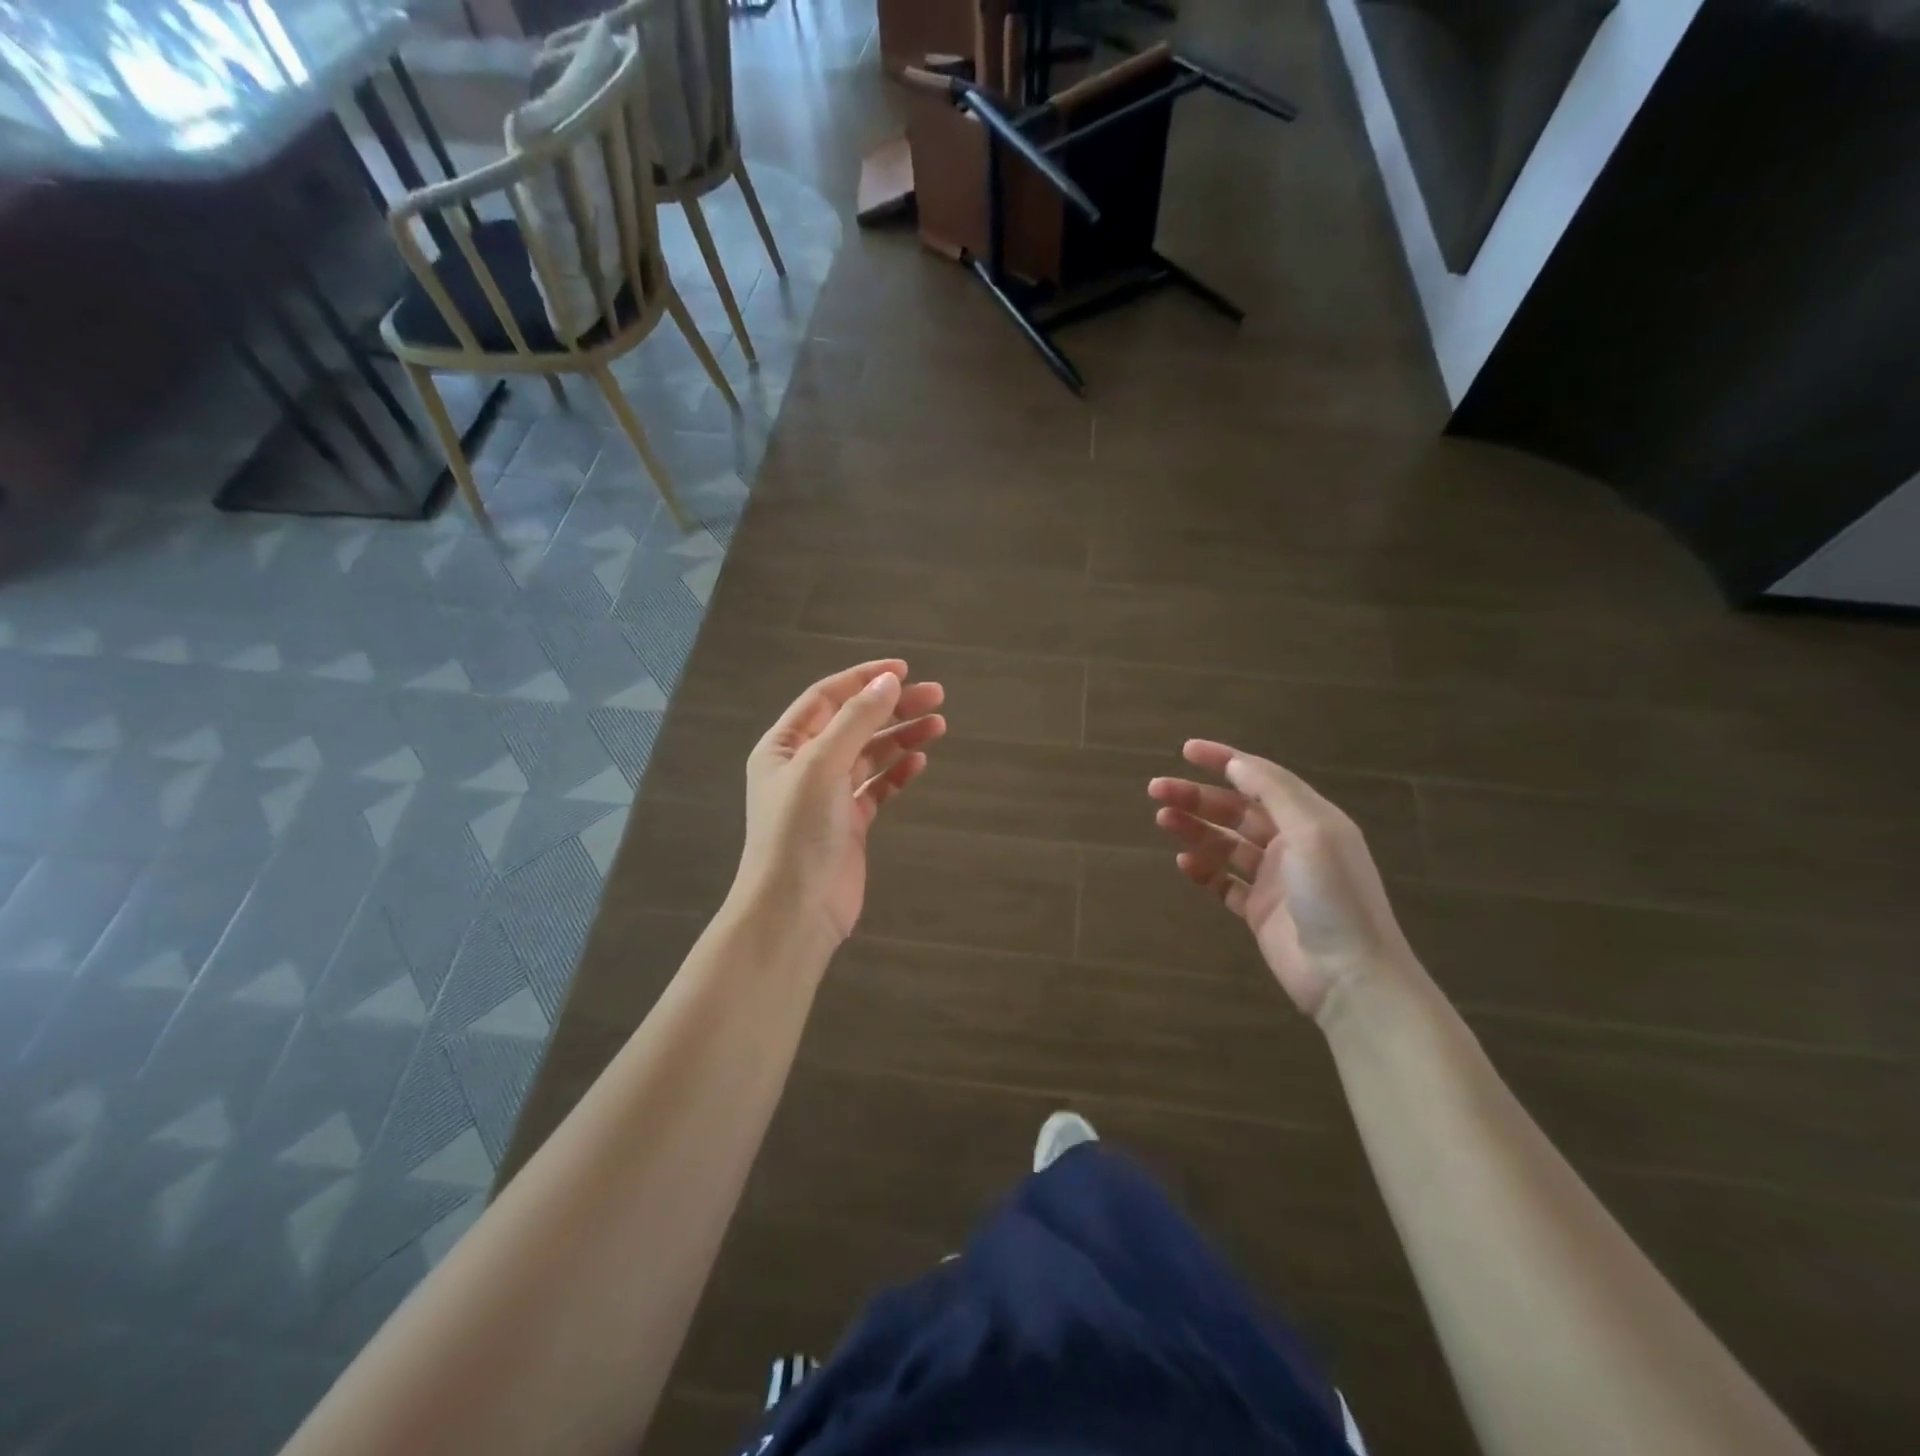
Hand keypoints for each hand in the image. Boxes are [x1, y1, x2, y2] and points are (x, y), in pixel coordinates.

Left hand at [736, 660, 945, 945]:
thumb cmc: (799, 830)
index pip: (826, 697)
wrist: (796, 910)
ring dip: (901, 737)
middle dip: (892, 707)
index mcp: (784, 745)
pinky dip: (897, 773)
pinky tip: (919, 761)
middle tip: (936, 696)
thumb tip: (889, 682)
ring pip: (869, 754)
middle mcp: (804, 766)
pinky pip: (877, 787)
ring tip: (939, 725)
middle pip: (853, 723)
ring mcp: (828, 796)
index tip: (904, 670)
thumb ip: (856, 720)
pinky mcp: (849, 823)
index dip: (864, 680)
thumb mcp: (822, 765)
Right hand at [1149, 741, 1414, 1021]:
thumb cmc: (1334, 896)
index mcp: (1310, 819)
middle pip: (1236, 810)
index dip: (1224, 760)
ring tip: (1162, 820)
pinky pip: (1224, 882)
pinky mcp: (1260, 911)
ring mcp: (1275, 879)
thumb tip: (1236, 762)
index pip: (1261, 778)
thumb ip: (1274, 792)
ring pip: (1225, 844)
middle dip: (1197, 797)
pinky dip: (1203, 870)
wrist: (1351, 977)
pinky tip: (1184, 863)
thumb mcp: (1311, 831)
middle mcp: (1292, 844)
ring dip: (1195, 829)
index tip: (1185, 750)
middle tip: (1156, 790)